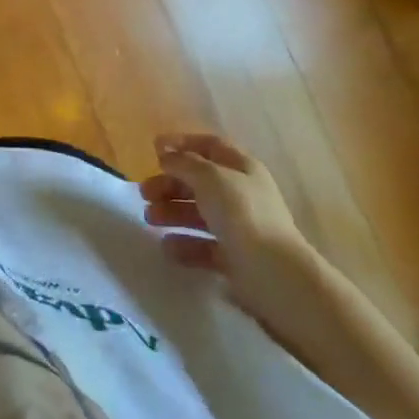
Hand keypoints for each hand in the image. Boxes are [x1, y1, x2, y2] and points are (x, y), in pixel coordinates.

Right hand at [140, 132, 313, 302]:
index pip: (210, 146)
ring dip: (172, 212)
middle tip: (144, 193)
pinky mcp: (234, 258)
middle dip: (170, 183)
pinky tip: (168, 247)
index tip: (153, 149)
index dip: (182, 144)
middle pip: (200, 181)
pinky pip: (204, 245)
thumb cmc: (242, 214)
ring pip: (199, 213)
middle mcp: (242, 194)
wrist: (274, 274)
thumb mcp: (209, 177)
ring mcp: (239, 227)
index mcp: (242, 167)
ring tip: (149, 219)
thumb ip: (184, 163)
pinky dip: (184, 244)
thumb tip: (166, 154)